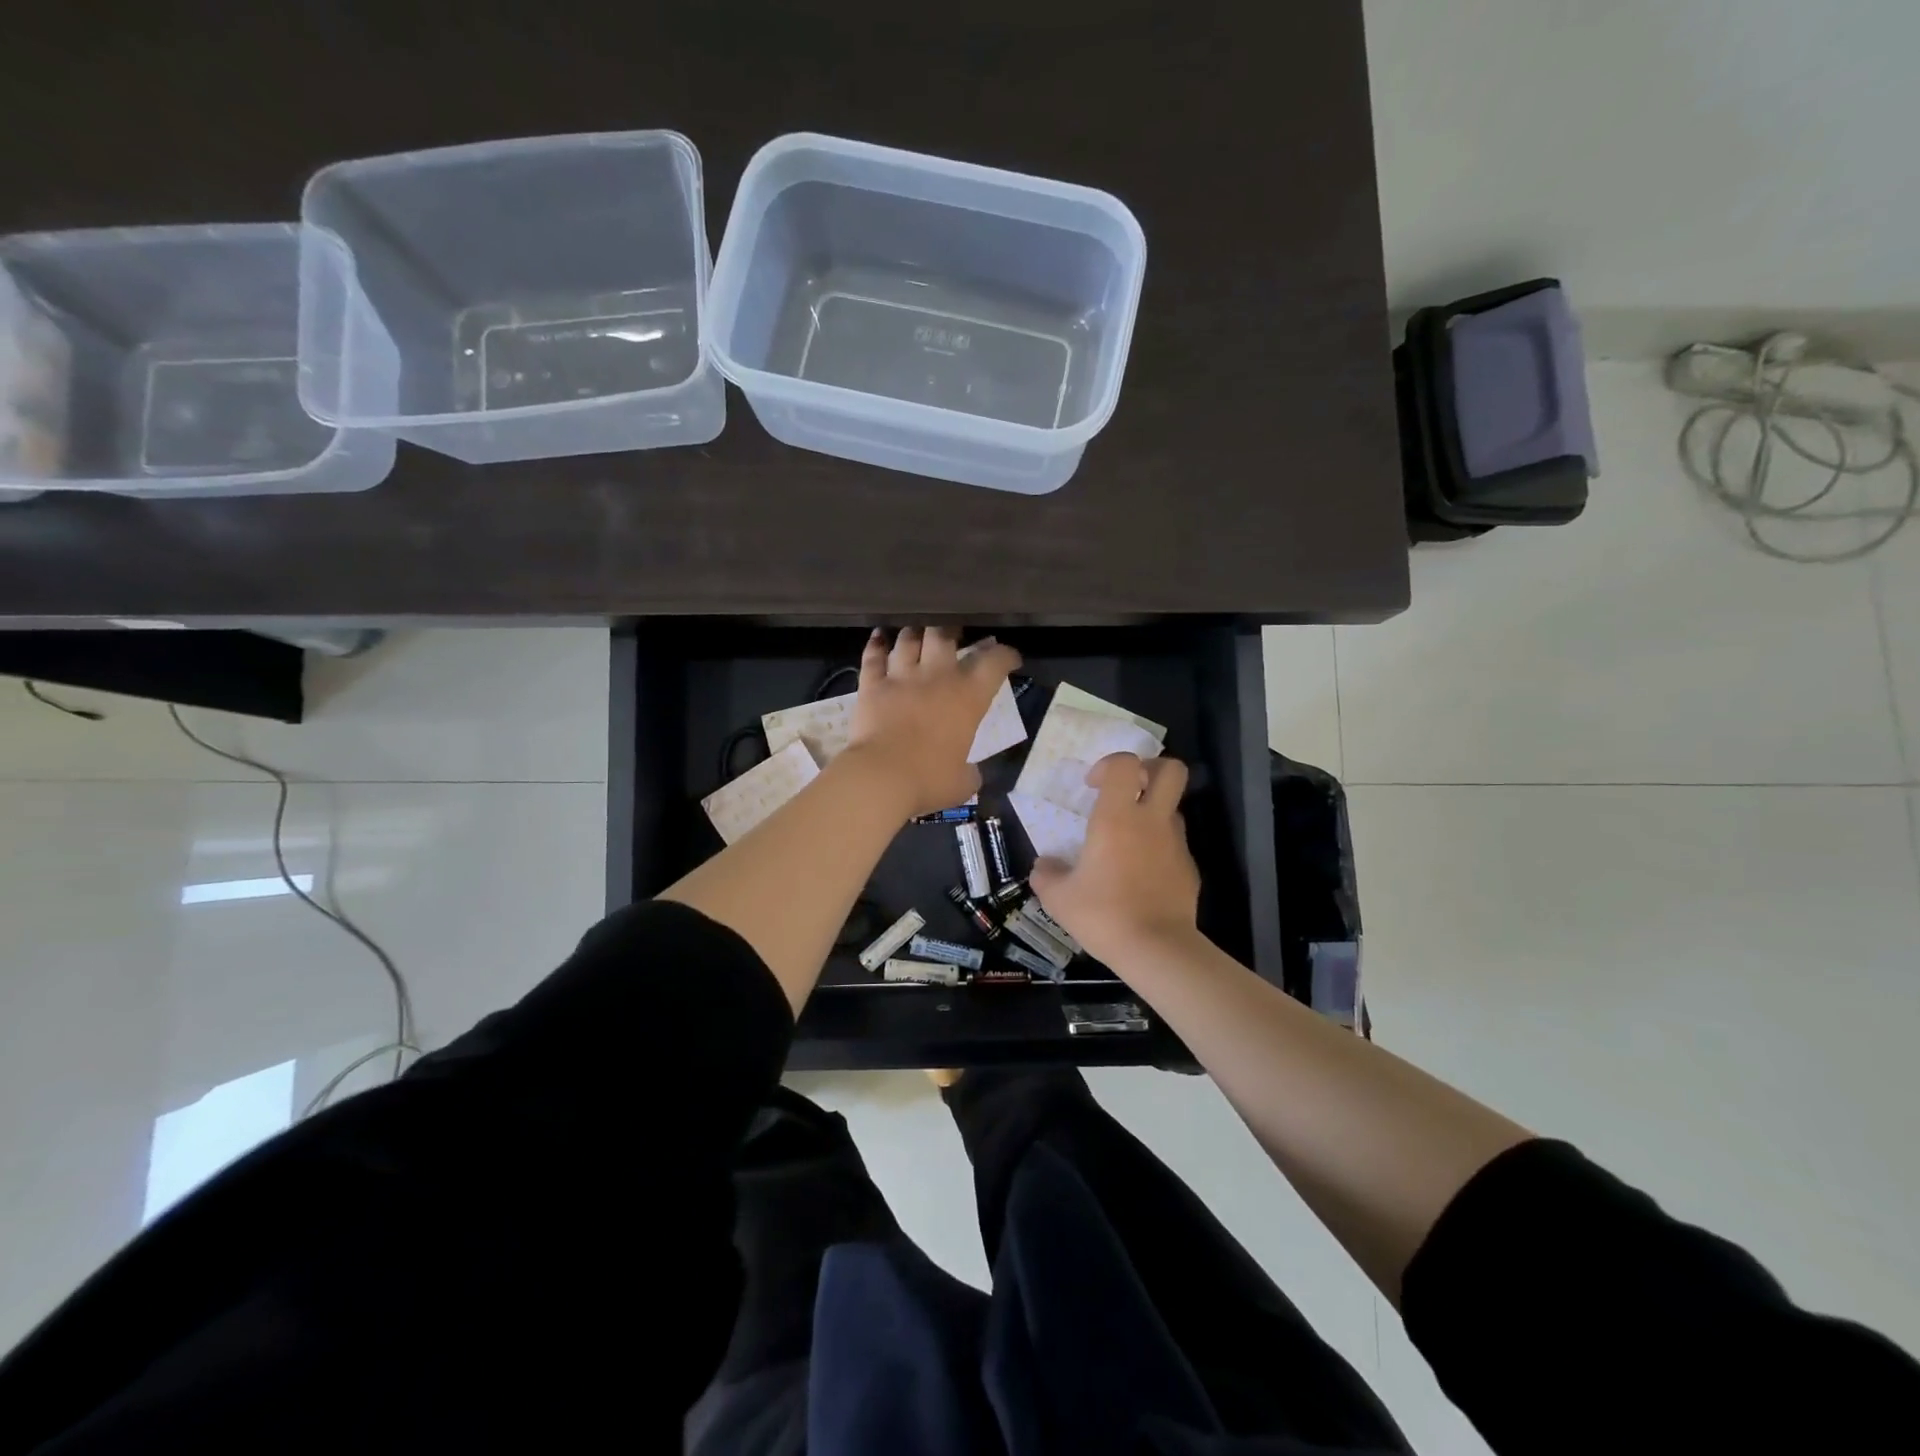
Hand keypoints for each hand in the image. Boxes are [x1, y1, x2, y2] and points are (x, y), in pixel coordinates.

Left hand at [845, 627, 1020, 819]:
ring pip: (909, 639)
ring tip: (918, 631)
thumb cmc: (929, 780)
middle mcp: (936, 677)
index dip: (1006, 655)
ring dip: (915, 632)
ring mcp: (901, 677)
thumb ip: (970, 773)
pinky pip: (873, 656)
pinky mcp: (871, 685)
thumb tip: (971, 773)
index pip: (995, 663)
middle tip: (954, 632)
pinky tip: (879, 635)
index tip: (1010, 657)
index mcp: (968, 697)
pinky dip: (876, 643)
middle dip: (952, 629)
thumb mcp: (963, 783)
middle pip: (945, 635)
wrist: (880, 776)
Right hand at [1030, 753, 1200, 966]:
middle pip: (1171, 770)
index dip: (1109, 764)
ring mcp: (1176, 844)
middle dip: (1151, 769)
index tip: (1092, 786)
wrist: (1157, 949)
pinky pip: (1175, 845)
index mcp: (1117, 817)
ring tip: (1128, 841)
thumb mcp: (1058, 898)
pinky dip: (1159, 849)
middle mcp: (1152, 821)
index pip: (1125, 763)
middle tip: (1129, 789)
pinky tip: (1141, 876)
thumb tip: (1044, 866)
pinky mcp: (1190, 869)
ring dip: (1153, 813)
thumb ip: (1046, 874)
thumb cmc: (1103, 914)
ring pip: (1173, 808)